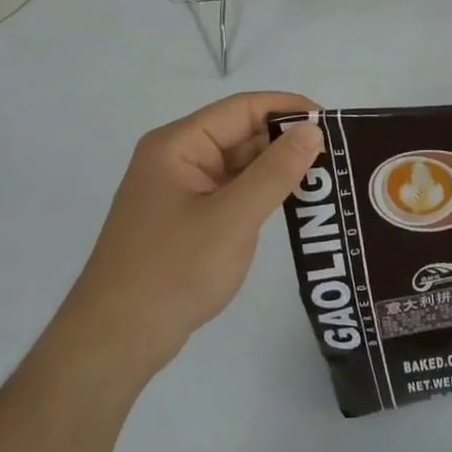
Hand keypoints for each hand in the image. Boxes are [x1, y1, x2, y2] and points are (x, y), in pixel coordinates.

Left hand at [57, 92, 322, 374]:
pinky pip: (231, 190)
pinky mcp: (186, 217)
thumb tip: (313, 129)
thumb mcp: (232, 219)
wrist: (114, 343)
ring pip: (239, 163)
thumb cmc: (172, 272)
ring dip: (277, 169)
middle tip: (337, 156)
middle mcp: (177, 158)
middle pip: (241, 133)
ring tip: (325, 178)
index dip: (289, 108)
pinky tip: (293, 202)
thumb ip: (276, 172)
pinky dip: (261, 192)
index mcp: (178, 145)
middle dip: (286, 141)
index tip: (332, 123)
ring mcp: (180, 189)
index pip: (243, 108)